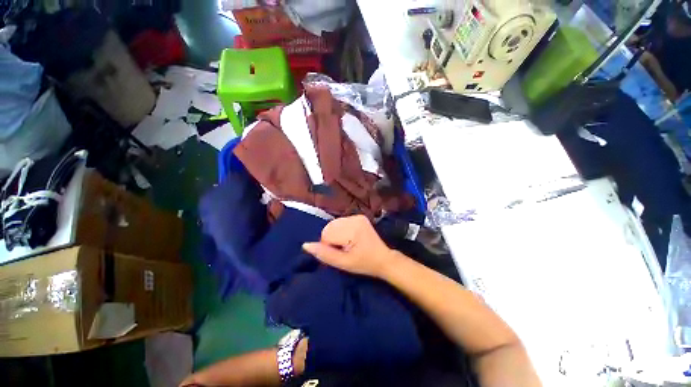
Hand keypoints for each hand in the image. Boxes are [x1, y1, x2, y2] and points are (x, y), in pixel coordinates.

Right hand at [303, 215, 396, 277]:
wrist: (383, 258)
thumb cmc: (364, 263)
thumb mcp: (343, 263)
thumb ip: (324, 254)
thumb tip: (305, 245)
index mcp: (352, 230)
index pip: (326, 234)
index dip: (329, 246)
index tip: (341, 253)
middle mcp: (354, 219)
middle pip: (329, 227)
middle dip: (332, 239)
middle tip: (344, 249)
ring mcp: (357, 216)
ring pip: (334, 224)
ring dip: (336, 234)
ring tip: (347, 244)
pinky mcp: (359, 216)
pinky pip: (341, 222)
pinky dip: (341, 230)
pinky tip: (350, 238)